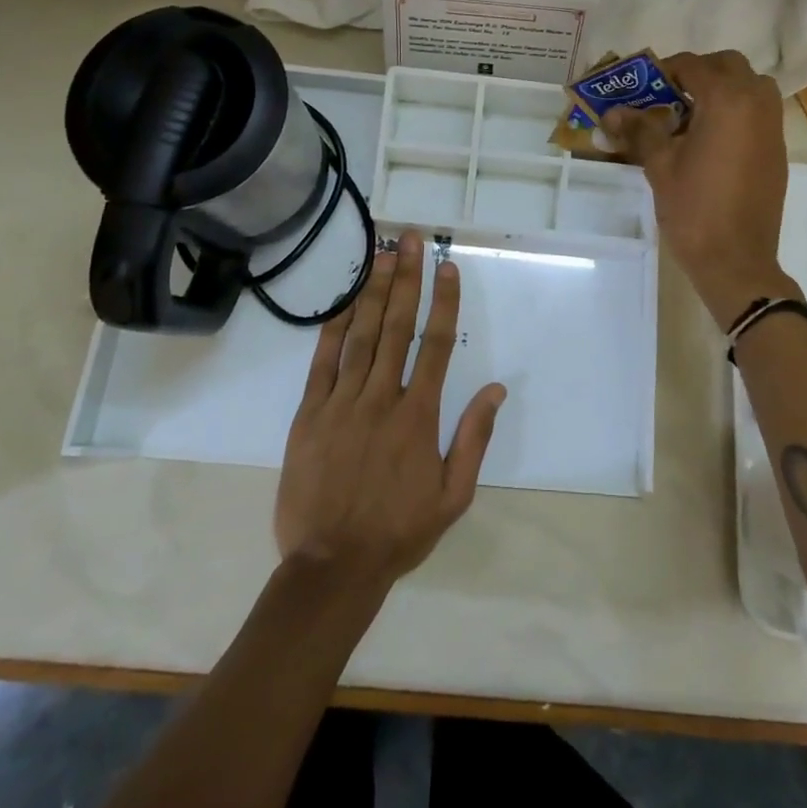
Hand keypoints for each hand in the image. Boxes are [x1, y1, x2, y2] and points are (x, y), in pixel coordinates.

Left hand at [275, 231, 504, 590]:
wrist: (332, 567)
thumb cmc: (399, 531)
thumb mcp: (453, 496)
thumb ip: (474, 438)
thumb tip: (497, 390)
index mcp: (419, 416)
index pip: (437, 345)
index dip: (444, 302)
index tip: (448, 267)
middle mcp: (382, 399)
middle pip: (397, 327)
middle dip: (406, 279)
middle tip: (410, 240)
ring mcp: (342, 403)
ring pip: (360, 336)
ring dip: (372, 292)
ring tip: (381, 255)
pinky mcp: (309, 415)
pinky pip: (322, 363)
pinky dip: (333, 329)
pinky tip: (343, 302)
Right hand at [601, 51, 797, 329]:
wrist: (736, 259)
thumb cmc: (694, 209)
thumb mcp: (660, 166)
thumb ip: (640, 130)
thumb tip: (613, 111)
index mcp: (726, 100)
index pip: (693, 65)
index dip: (665, 71)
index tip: (643, 88)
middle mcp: (756, 103)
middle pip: (729, 65)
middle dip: (699, 73)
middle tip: (669, 96)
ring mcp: (772, 126)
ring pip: (750, 86)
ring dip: (723, 89)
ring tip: (691, 116)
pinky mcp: (777, 149)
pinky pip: (759, 111)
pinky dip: (737, 110)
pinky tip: (710, 140)